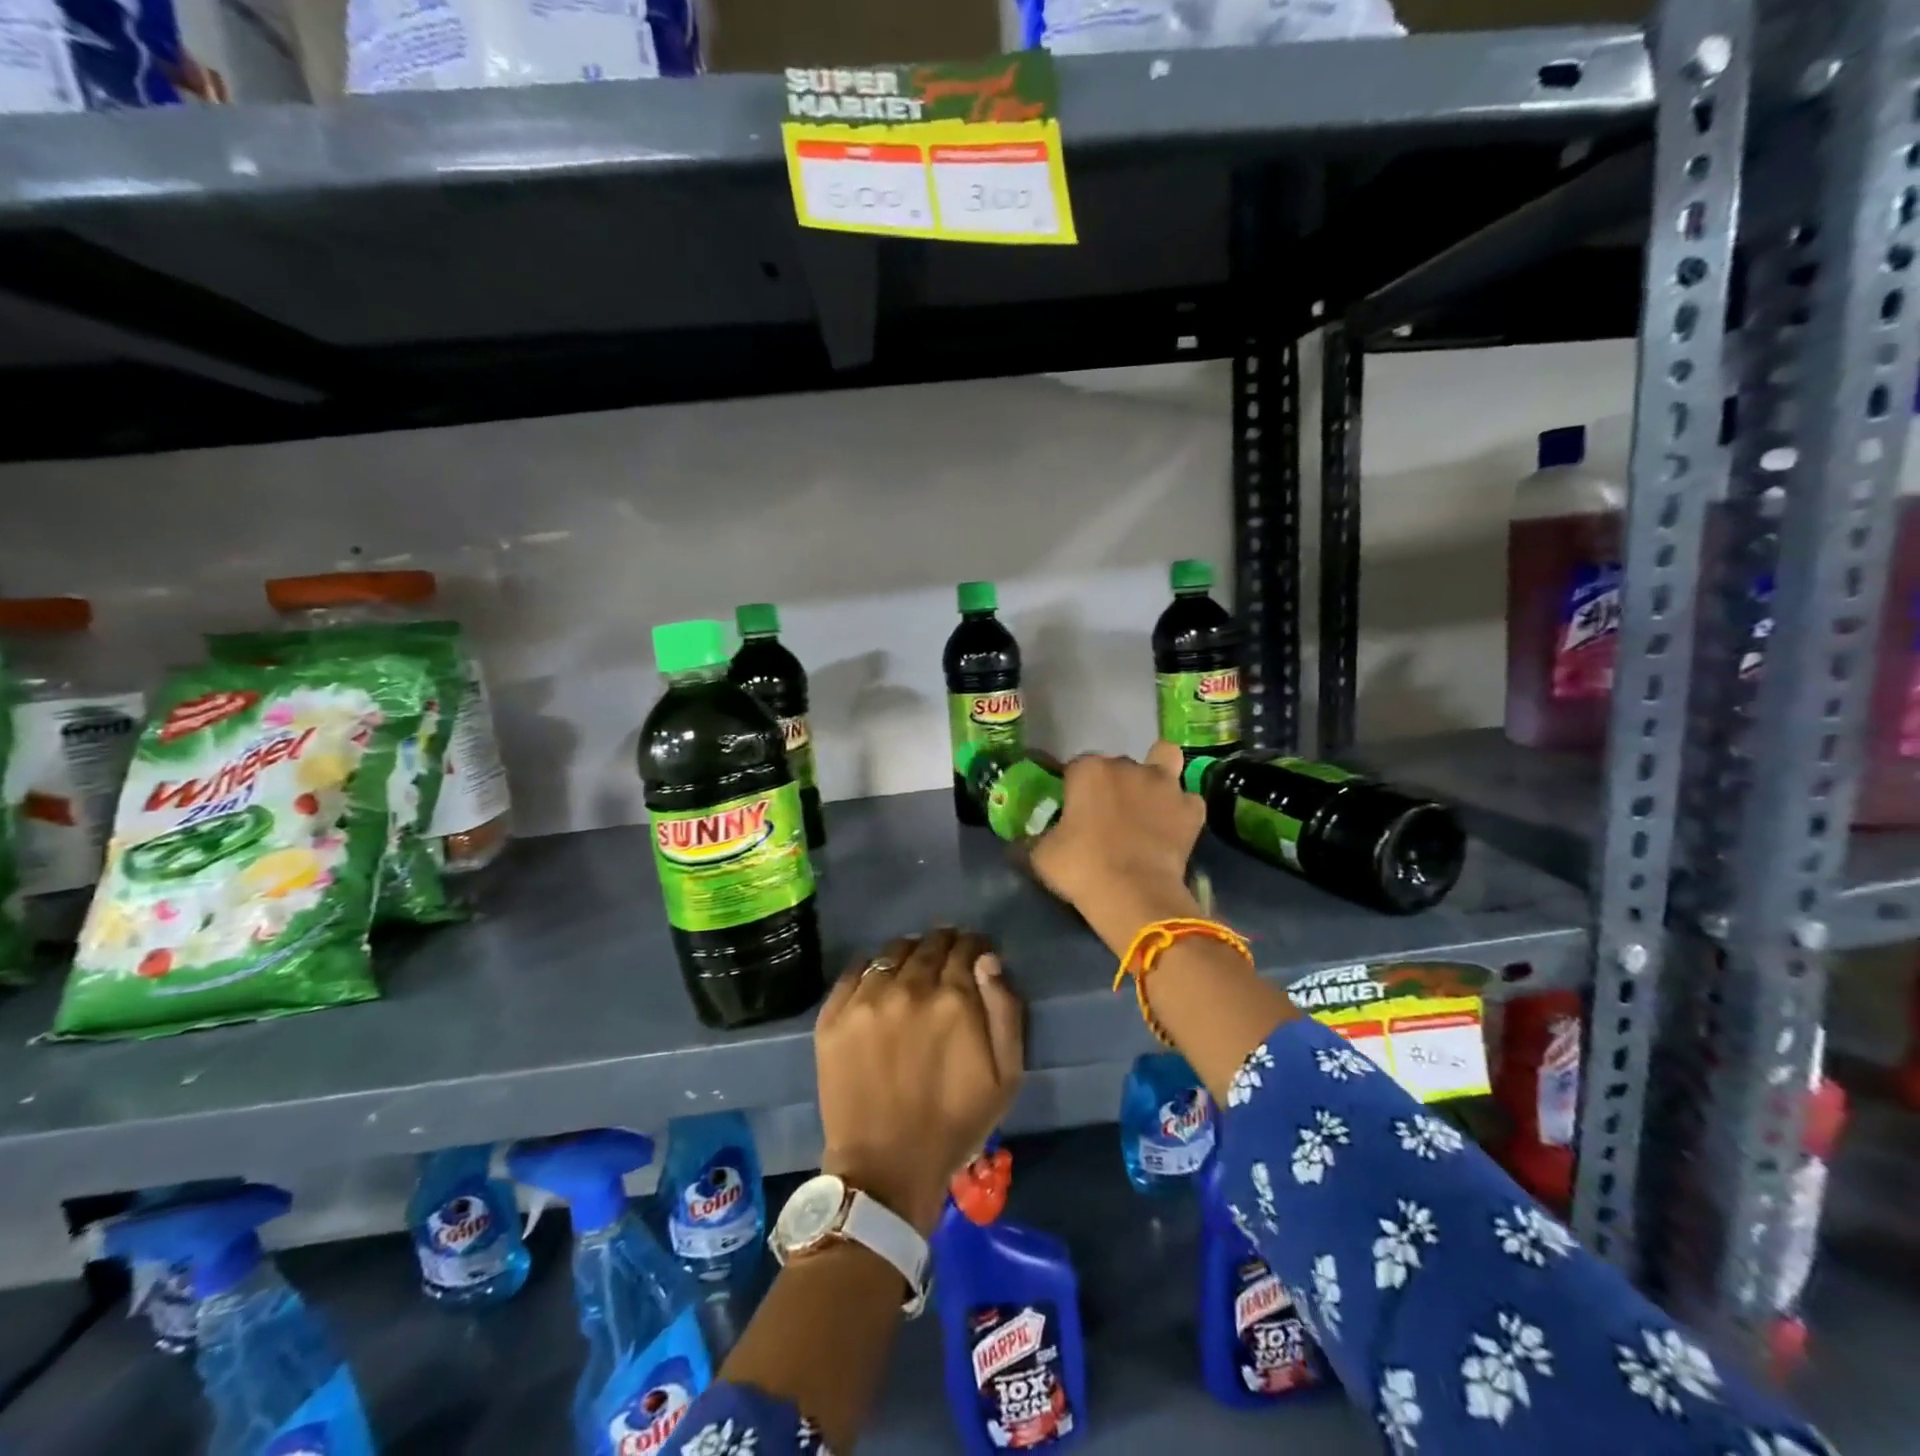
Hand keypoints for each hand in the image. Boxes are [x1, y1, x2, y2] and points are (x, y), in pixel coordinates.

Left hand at [814, 928, 1024, 1234]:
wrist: (885, 1168)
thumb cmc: (955, 1123)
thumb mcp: (1006, 1075)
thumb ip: (1005, 1009)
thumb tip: (988, 960)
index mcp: (954, 999)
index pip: (966, 947)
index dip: (975, 947)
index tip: (976, 956)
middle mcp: (909, 988)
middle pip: (929, 943)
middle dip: (943, 946)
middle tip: (946, 961)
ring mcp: (866, 999)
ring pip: (892, 951)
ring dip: (909, 954)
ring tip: (912, 970)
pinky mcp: (834, 1014)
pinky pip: (855, 969)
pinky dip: (872, 969)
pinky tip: (879, 985)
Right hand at [1029, 741, 1207, 954]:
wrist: (1135, 894)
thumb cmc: (1082, 868)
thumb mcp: (1041, 856)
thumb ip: (1030, 840)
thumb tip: (1015, 843)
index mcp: (1089, 770)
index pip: (1077, 767)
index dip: (1074, 787)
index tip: (1072, 810)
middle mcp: (1128, 766)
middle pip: (1119, 765)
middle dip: (1113, 783)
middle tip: (1106, 815)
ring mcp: (1165, 784)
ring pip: (1165, 760)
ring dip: (1156, 775)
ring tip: (1149, 799)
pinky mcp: (1191, 809)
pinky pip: (1187, 801)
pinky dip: (1180, 810)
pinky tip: (1172, 826)